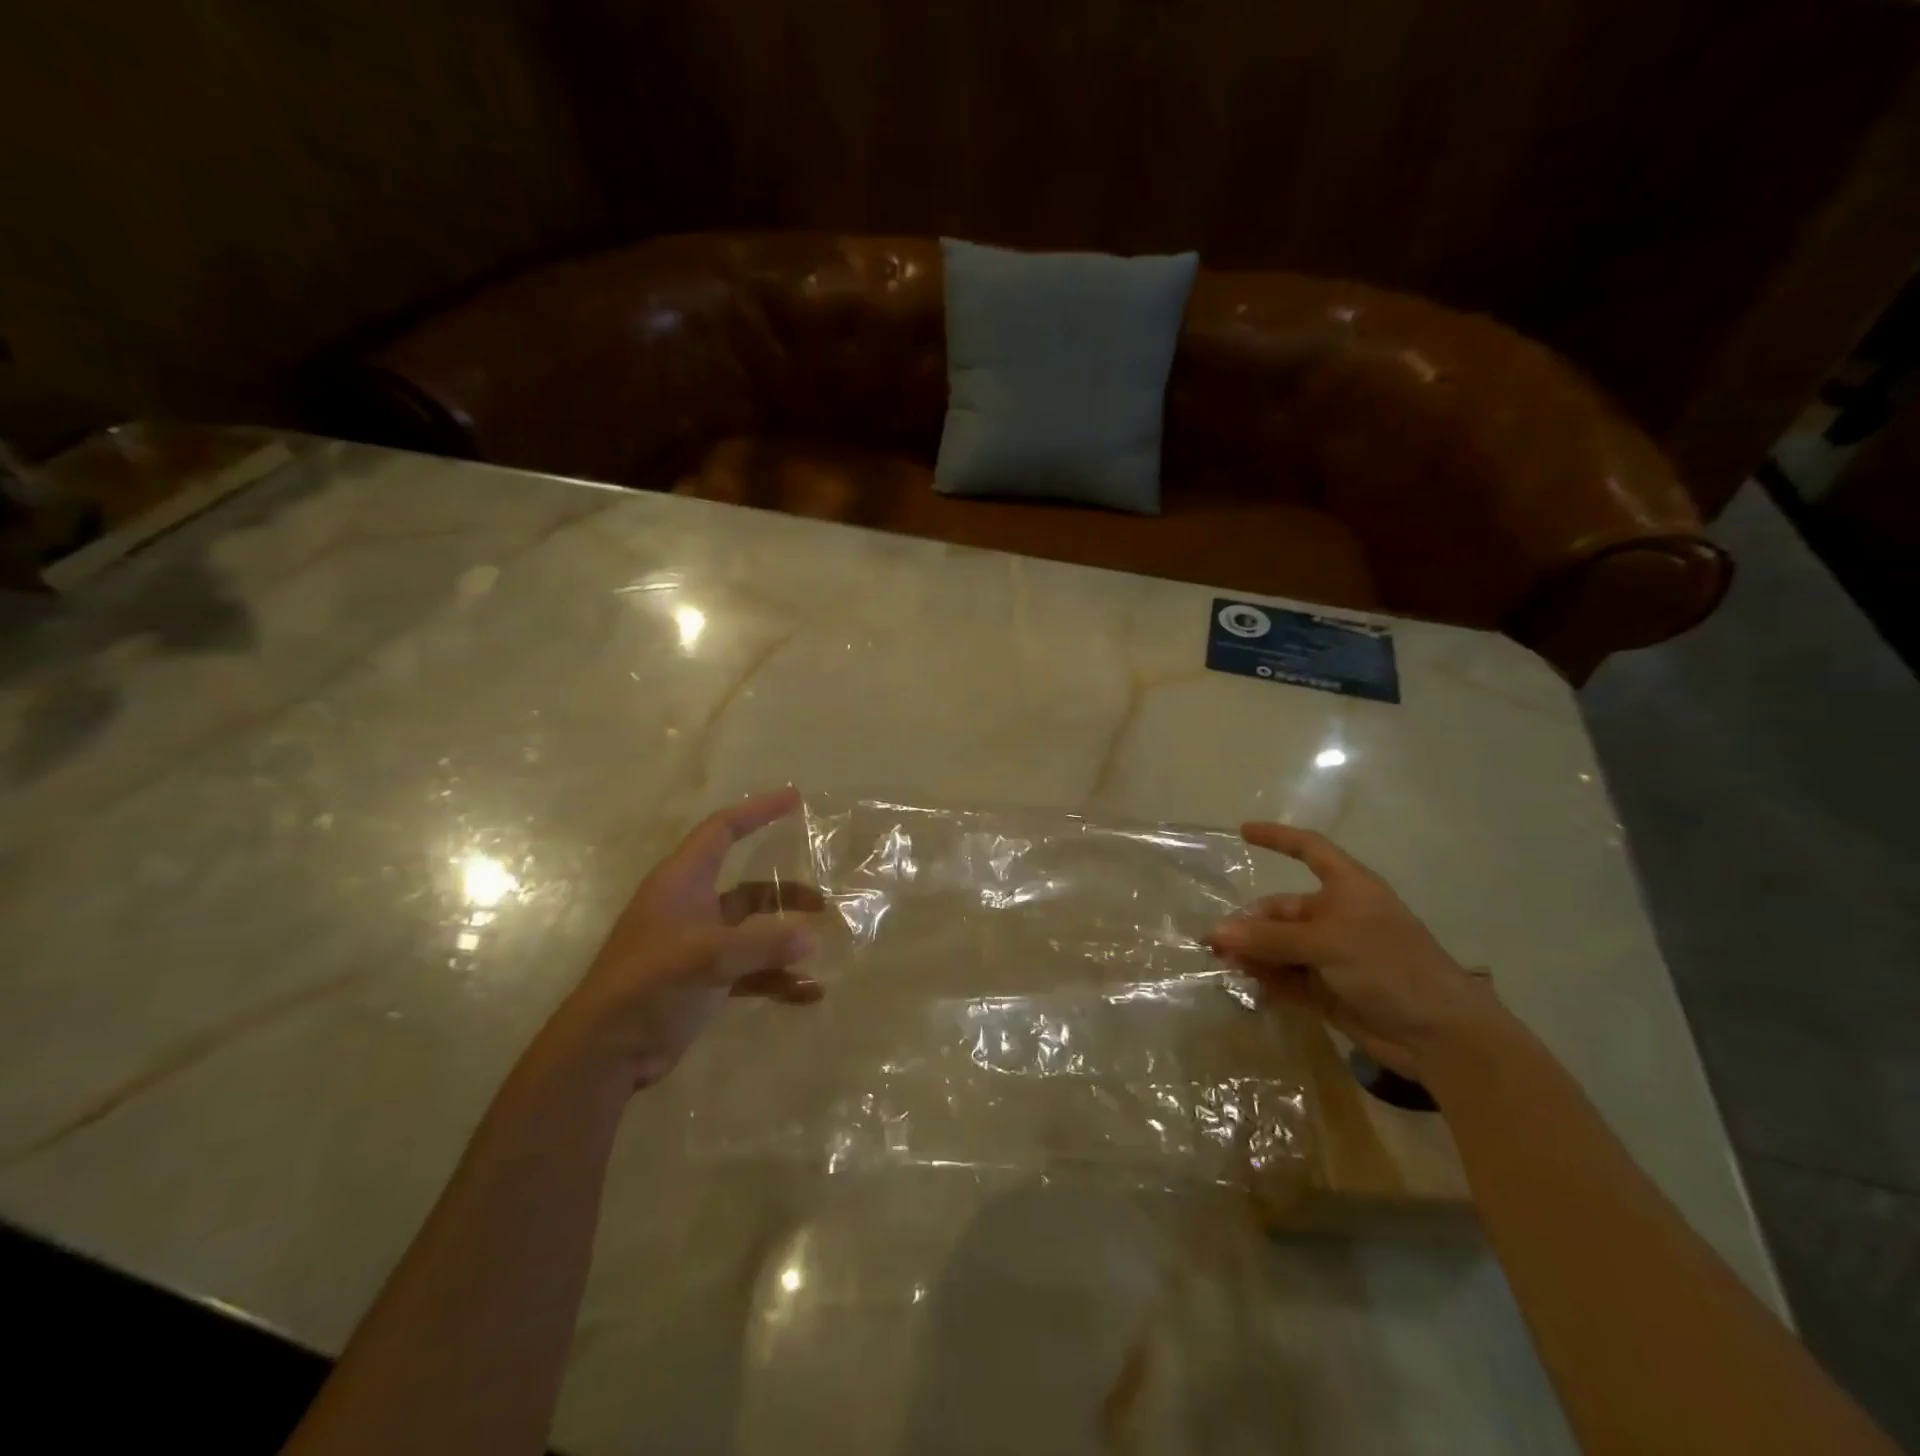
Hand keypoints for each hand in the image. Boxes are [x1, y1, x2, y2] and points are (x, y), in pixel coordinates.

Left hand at [555, 786, 824, 1087]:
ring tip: (821, 944)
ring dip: (785, 936)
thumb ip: (761, 945)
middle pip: (747, 886)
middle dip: (785, 891)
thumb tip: (811, 938)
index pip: (722, 830)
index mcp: (682, 883)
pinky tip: (809, 993)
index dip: (757, 811)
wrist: (606, 1052)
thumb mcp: (705, 958)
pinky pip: (752, 971)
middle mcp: (692, 907)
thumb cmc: (648, 986)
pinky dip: (778, 979)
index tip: (795, 799)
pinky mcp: (705, 980)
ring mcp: (699, 946)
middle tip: (823, 900)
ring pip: (753, 930)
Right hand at [1207, 823, 1504, 1079]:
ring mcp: (1330, 955)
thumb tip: (1215, 932)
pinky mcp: (1325, 989)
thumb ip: (1270, 938)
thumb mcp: (1327, 943)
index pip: (1309, 850)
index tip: (1243, 831)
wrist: (1440, 1037)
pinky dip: (1265, 980)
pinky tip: (1246, 988)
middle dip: (1248, 925)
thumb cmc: (1391, 967)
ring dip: (1251, 955)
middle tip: (1213, 943)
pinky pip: (1284, 977)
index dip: (1278, 839)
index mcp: (1348, 889)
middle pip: (1280, 911)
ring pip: (1277, 947)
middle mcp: (1336, 917)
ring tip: (1223, 968)